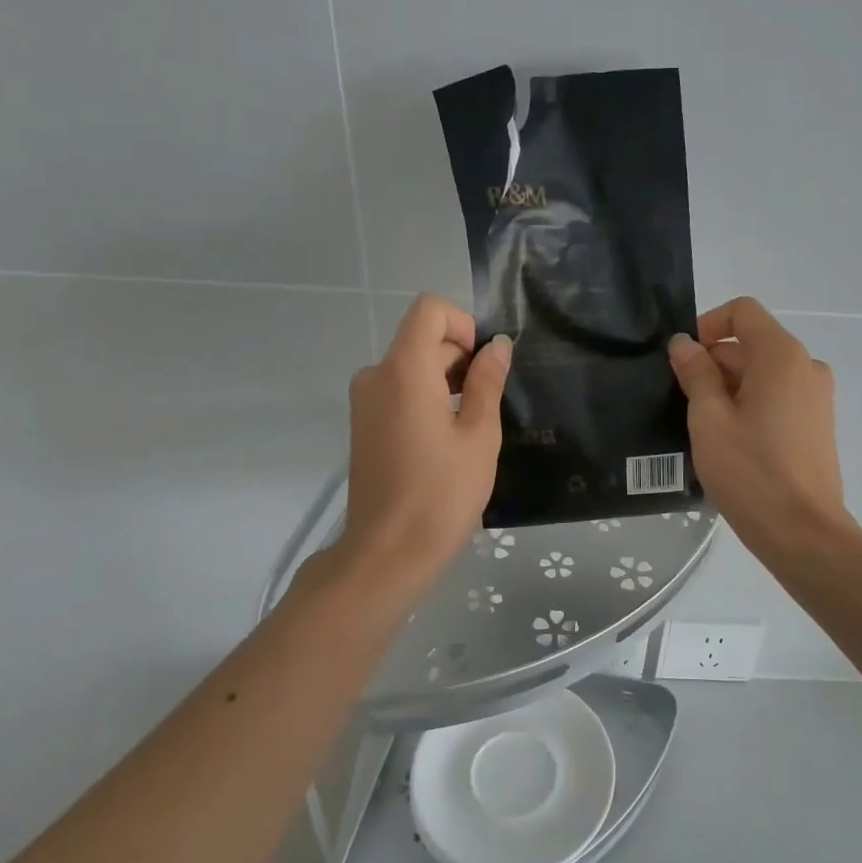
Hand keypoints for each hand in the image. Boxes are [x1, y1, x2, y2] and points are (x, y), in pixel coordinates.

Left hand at [341, 294, 510, 581]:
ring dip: (445, 380)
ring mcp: (365, 400)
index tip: (483, 365)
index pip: (429, 310)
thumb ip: (487, 382)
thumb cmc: (441, 493)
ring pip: (411, 365)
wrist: (388, 553)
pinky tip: (446, 439)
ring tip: (470, 426)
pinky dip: (426, 397)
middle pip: (422, 338)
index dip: (464, 324)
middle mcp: (376, 375)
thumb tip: (497, 346)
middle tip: (487, 405)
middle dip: (460, 357)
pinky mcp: (364, 424)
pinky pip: (398, 390)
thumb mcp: (479, 435)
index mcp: (404, 370)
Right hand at [668, 297, 848, 551]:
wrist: (804, 534)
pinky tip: (731, 444)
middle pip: (751, 345)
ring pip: (762, 374)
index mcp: (782, 356)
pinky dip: (750, 407)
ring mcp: (817, 397)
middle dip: (714, 365)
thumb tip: (684, 344)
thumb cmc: (751, 473)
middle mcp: (806, 366)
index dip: (708, 326)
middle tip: (685, 406)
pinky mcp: (817, 424)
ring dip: (729, 390)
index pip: (743, 312)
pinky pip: (777, 398)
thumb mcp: (709, 420)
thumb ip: (696, 374)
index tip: (684, 361)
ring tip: (705, 431)